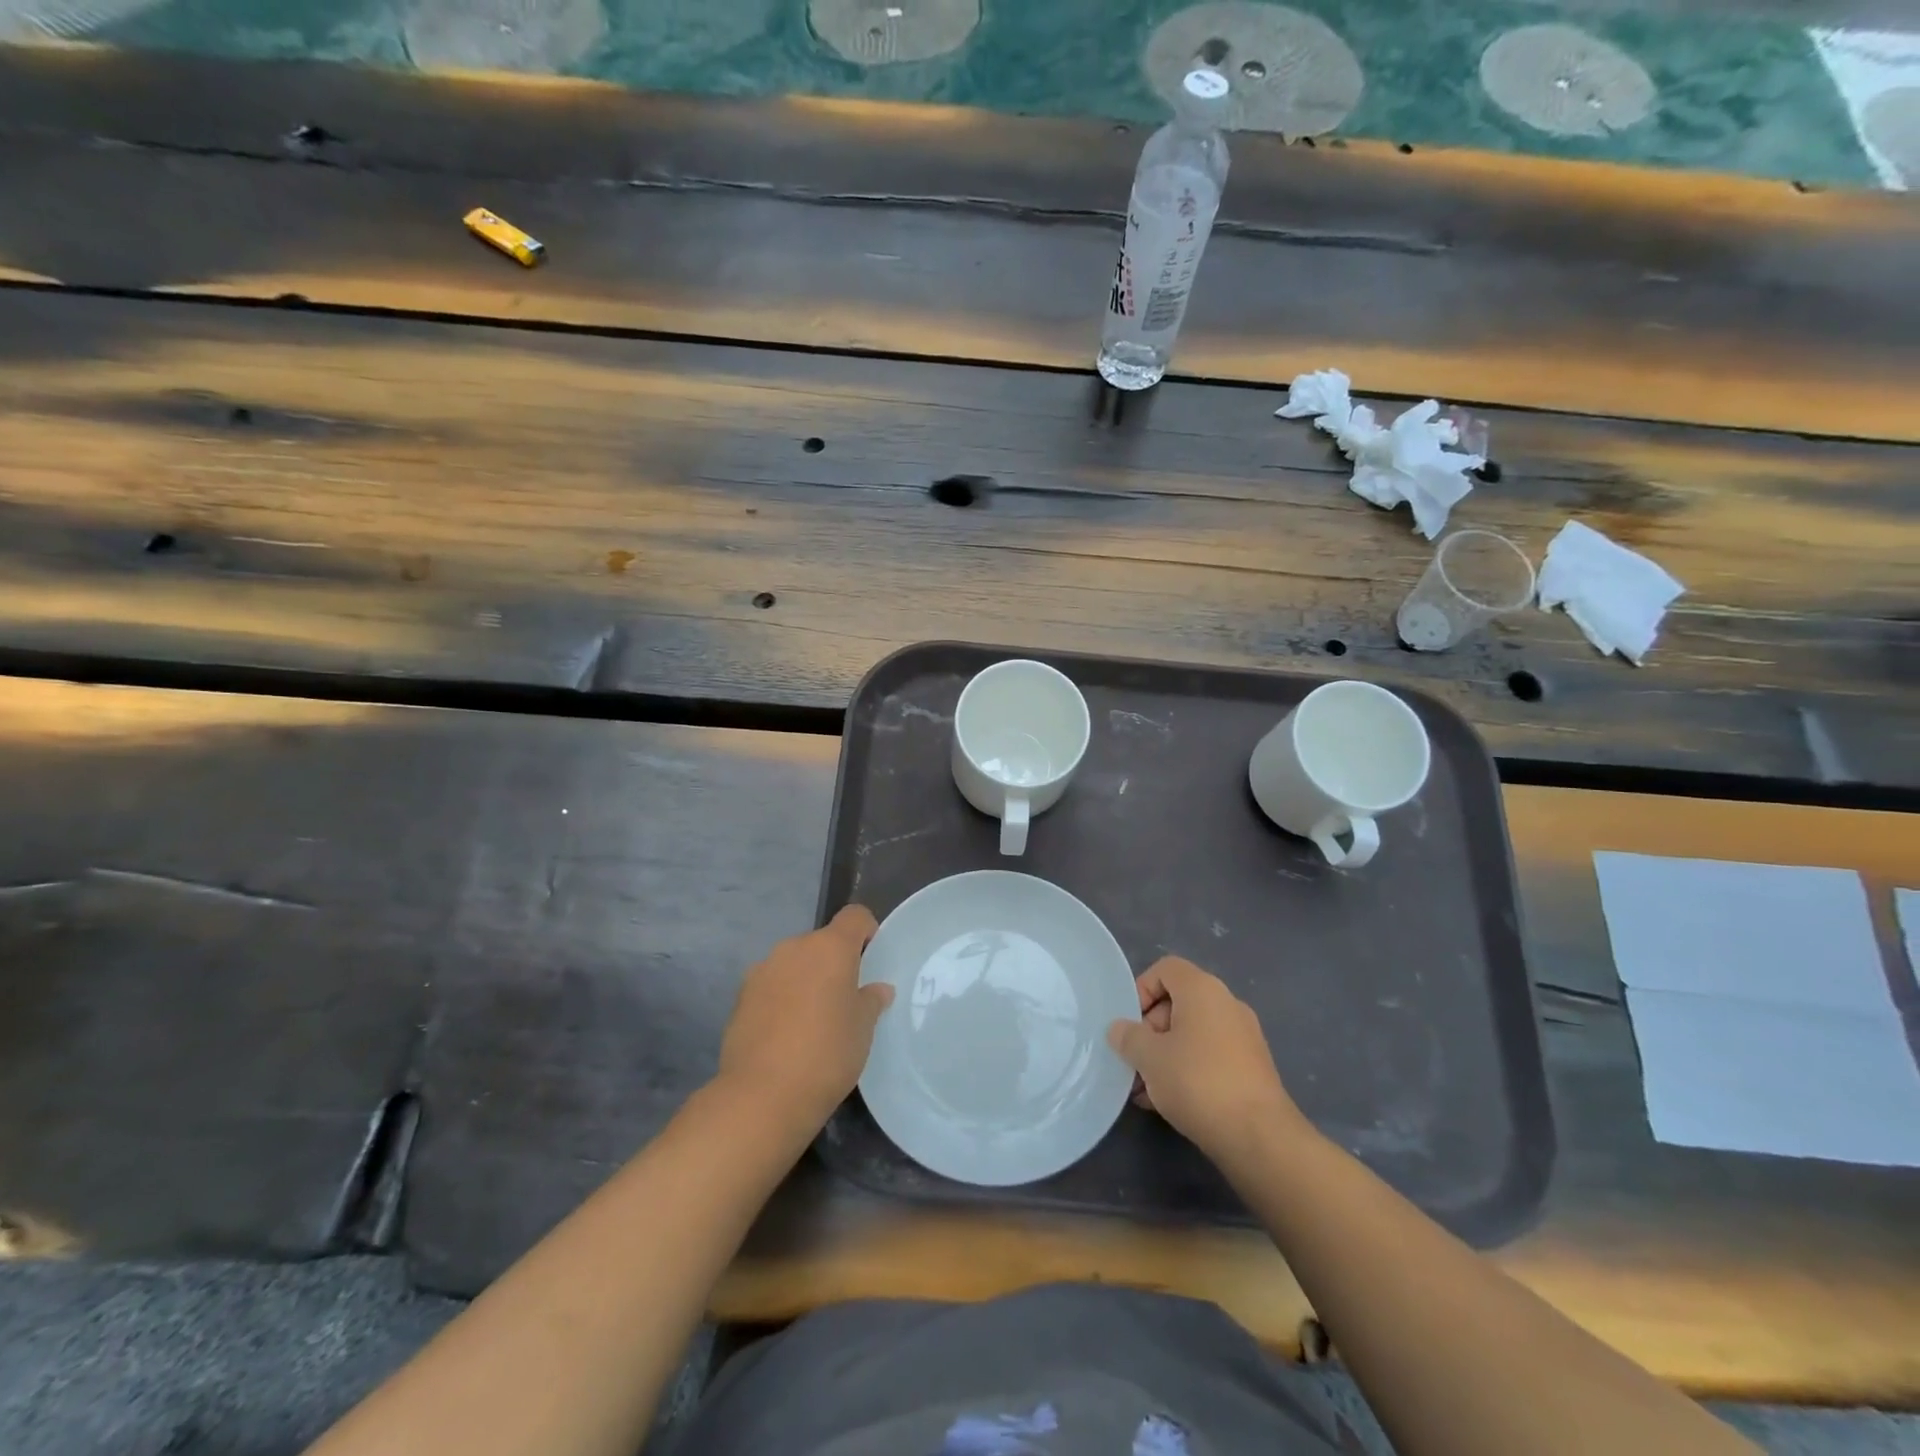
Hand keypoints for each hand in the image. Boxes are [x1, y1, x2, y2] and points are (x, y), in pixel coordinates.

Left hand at [718, 905, 892, 1132]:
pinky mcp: (740, 997)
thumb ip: (871, 1001)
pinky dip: (781, 999)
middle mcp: (794, 948)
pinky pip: (771, 986)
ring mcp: (763, 970)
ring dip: (805, 980)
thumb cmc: (827, 1054)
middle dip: (834, 963)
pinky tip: (785, 1035)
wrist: (762, 1096)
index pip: (854, 916)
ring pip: (793, 964)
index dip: (867, 931)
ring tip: (812, 1021)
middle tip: (844, 999)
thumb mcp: (863, 1029)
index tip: (871, 960)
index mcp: (830, 947)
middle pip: (821, 942)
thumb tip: (877, 989)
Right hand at [1108, 956, 1308, 1162]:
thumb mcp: (1149, 1057)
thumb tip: (1119, 1029)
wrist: (1259, 1137)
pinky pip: (1210, 1056)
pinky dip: (1188, 1069)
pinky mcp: (1252, 1068)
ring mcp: (1244, 1037)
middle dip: (1150, 1029)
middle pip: (1178, 1002)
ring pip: (1193, 1034)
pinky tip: (1169, 1101)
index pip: (1165, 969)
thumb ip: (1128, 1037)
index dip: (1141, 989)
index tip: (1130, 1024)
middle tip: (1136, 1060)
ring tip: (1145, 1089)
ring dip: (1165, 1054)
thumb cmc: (1197, 1082)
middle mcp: (1227, 1004)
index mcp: (1203, 989)